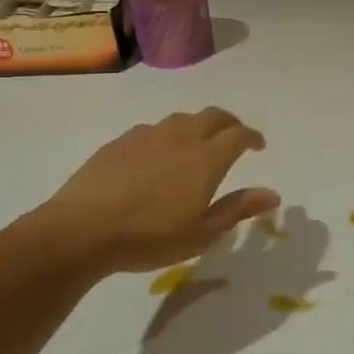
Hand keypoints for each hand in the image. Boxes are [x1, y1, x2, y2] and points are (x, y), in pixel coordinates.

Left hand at [31, 109, 280, 278]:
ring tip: (197, 145)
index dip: (252, 137)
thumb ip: (238, 209)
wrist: (81, 230)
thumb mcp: (202, 233)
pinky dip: (167, 136)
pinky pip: (153, 130)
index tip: (258, 146)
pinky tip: (158, 156)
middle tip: (235, 138)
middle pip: (213, 116)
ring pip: (181, 119)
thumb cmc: (150, 237)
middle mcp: (180, 137)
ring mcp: (147, 136)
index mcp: (206, 158)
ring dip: (197, 127)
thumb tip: (272, 194)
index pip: (238, 134)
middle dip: (230, 123)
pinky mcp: (119, 142)